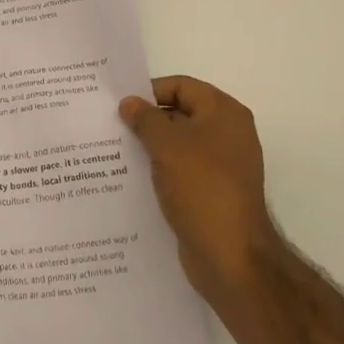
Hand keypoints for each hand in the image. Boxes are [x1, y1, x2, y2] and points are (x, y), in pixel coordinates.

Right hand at [120, 76, 280, 301]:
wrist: (231, 257)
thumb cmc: (201, 188)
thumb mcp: (167, 145)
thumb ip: (145, 119)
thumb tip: (130, 103)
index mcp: (224, 113)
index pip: (182, 86)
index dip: (150, 91)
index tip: (120, 104)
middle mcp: (228, 133)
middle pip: (181, 113)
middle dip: (148, 120)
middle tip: (112, 126)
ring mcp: (223, 165)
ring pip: (180, 145)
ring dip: (151, 147)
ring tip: (116, 151)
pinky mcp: (214, 193)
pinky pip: (182, 171)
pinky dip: (161, 171)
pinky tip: (134, 178)